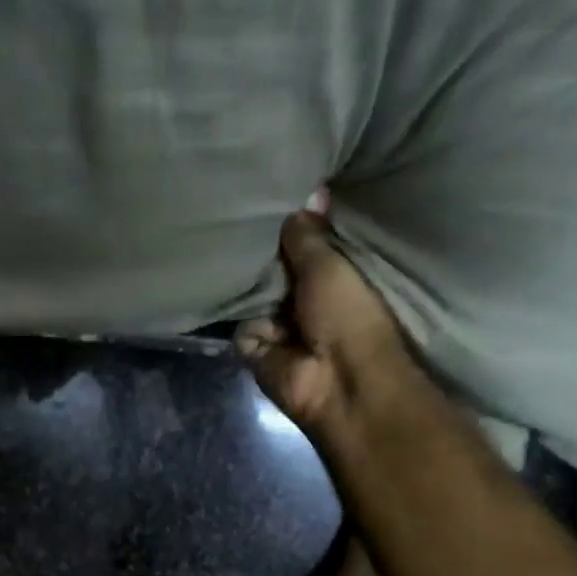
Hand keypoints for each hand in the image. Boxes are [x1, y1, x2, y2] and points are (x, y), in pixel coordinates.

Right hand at [235, 210, 418, 437]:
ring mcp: (279, 323)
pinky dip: (242, 314)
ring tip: (228, 249)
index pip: (305, 244)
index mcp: (333, 277)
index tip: (270, 193)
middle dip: (263, 251)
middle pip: (275, 267)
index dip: (292, 224)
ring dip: (248, 281)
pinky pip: (240, 320)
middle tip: (239, 216)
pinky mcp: (255, 345)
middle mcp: (305, 298)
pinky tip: (229, 293)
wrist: (339, 382)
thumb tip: (307, 194)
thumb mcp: (330, 264)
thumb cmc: (348, 315)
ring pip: (253, 291)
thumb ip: (309, 233)